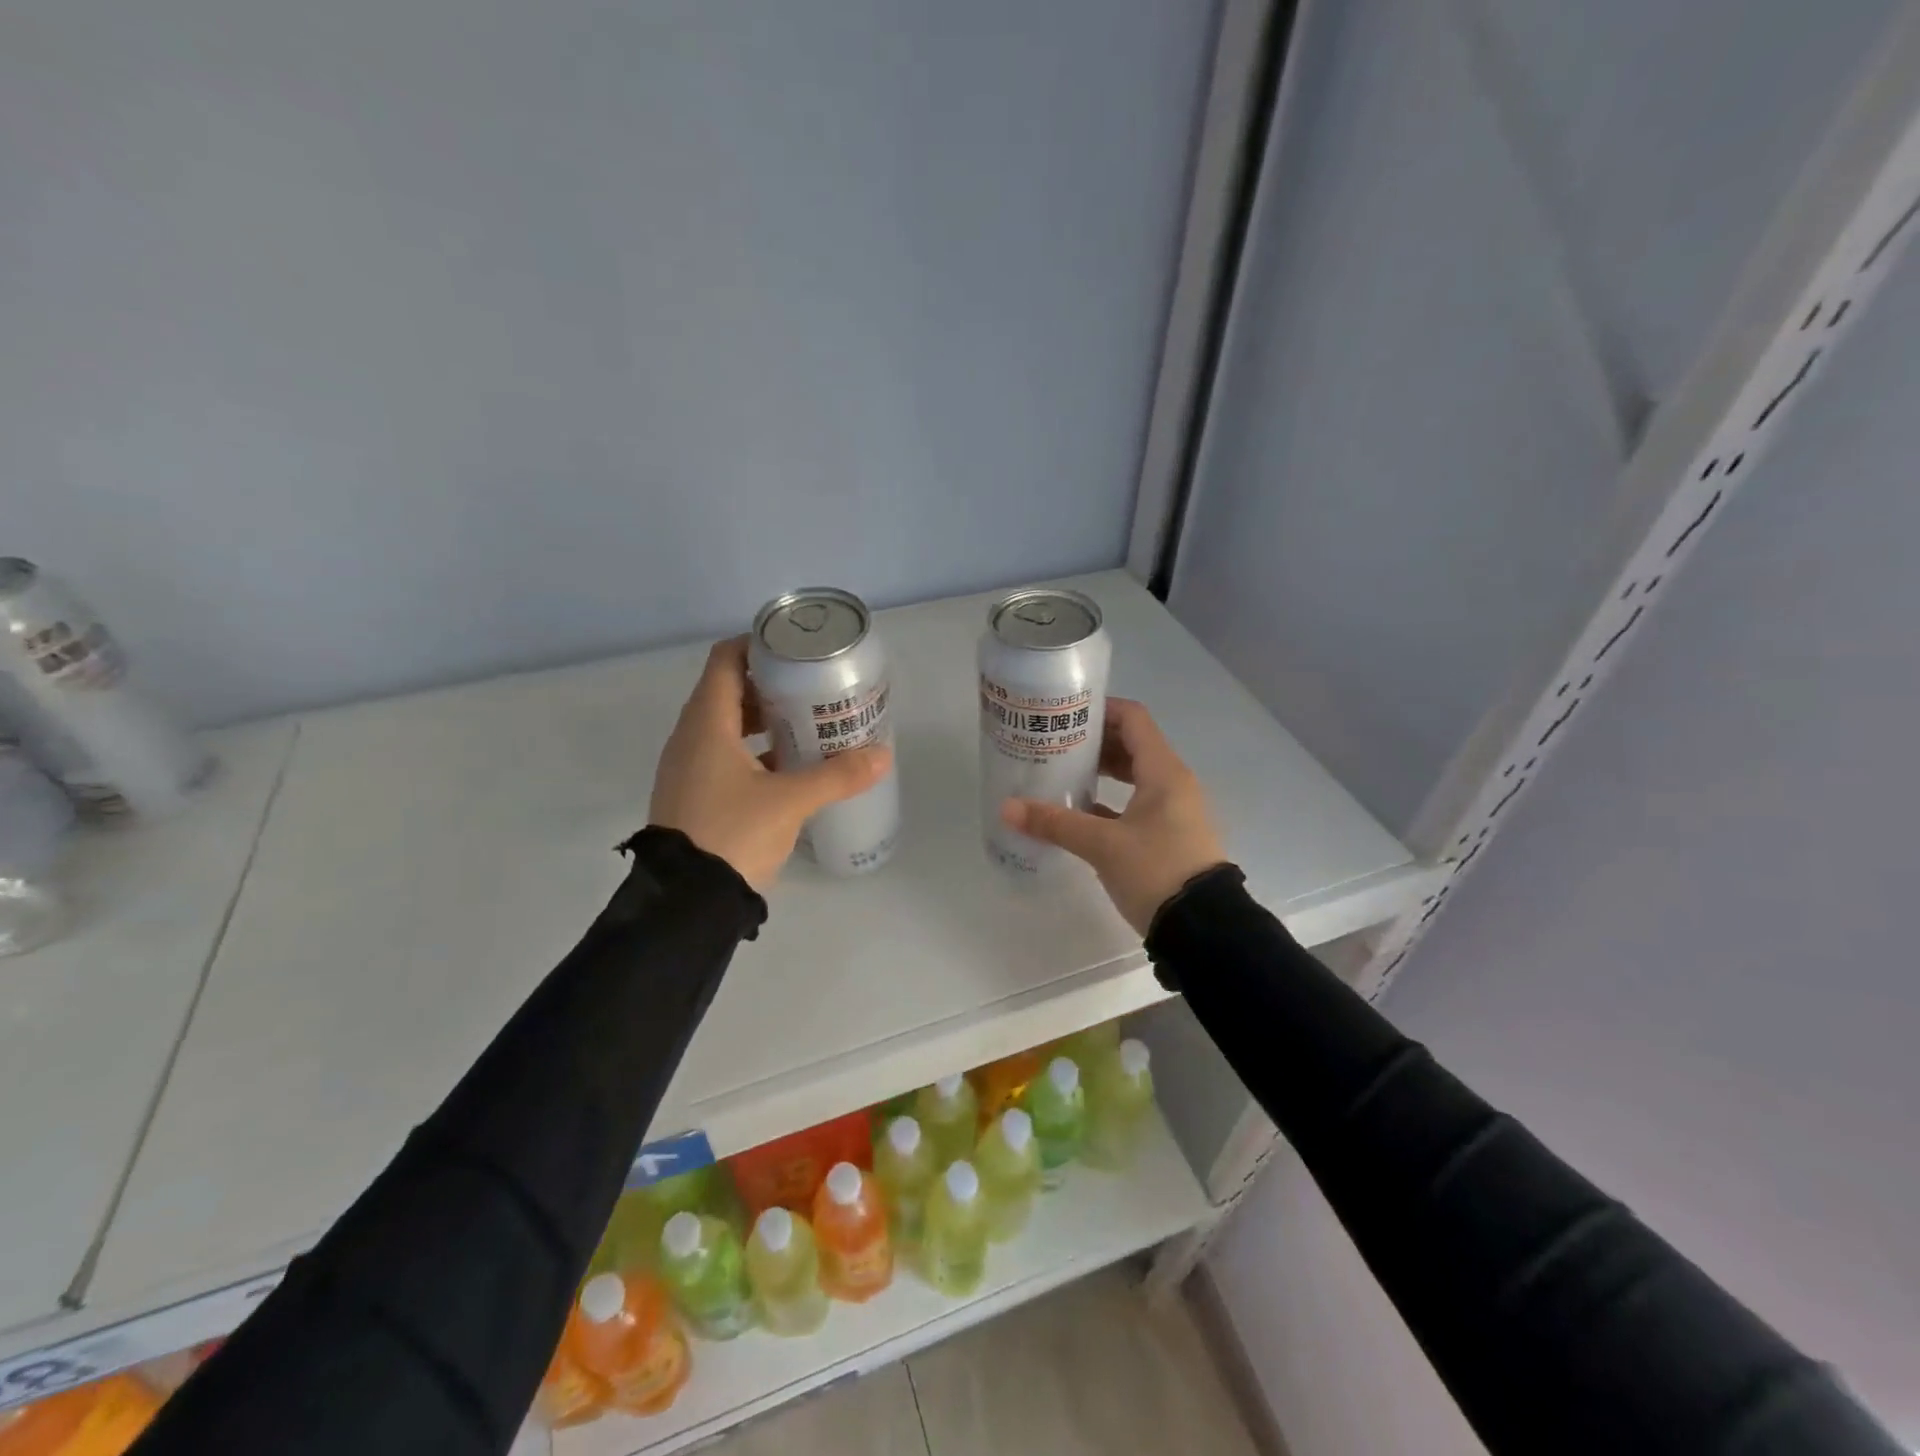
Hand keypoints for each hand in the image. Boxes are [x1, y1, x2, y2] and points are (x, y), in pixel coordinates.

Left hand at [650, 638, 891, 891]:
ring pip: (725, 725)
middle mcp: (690, 737)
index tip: (794, 649)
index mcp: (706, 724)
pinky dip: (752, 750)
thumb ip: (837, 776)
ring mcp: (687, 767)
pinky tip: (785, 767)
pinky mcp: (692, 794)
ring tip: (805, 724)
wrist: (684, 902)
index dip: (757, 645)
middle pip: (728, 690)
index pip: (725, 660)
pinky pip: (722, 754)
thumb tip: (882, 756)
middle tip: (811, 688)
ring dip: (761, 719)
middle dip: (769, 684)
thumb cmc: (732, 834)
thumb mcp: (790, 802)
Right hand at [1000, 697, 1226, 933]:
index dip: (1101, 710)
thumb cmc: (1156, 870)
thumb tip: (1008, 809)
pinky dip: (1110, 802)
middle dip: (1094, 742)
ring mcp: (1173, 811)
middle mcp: (1172, 783)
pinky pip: (1136, 805)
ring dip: (1102, 772)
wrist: (1204, 928)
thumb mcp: (1102, 845)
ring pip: (1134, 777)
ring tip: (1063, 774)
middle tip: (1055, 744)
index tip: (1066, 713)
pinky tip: (1079, 813)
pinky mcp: (1168, 836)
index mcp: (1164, 772)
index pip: (1133, 719)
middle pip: (1133, 745)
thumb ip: (1055, 823)